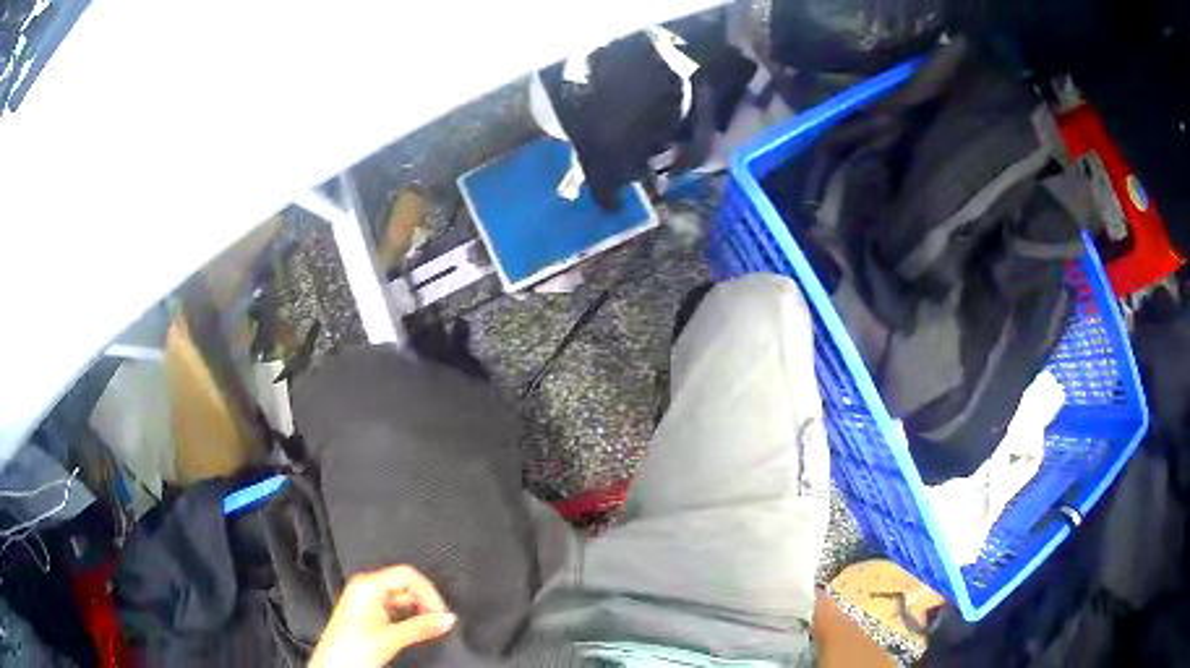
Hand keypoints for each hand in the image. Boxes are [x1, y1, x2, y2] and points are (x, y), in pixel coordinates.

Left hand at [310, 565, 455, 667]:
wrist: (333, 666)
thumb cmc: (356, 648)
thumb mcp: (392, 637)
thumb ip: (422, 626)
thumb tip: (450, 619)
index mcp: (368, 584)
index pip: (407, 575)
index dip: (428, 592)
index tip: (442, 614)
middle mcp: (366, 587)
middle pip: (404, 585)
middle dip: (424, 602)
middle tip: (439, 623)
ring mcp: (365, 600)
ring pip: (400, 598)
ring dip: (418, 611)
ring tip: (431, 629)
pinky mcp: (367, 614)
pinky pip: (394, 609)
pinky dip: (408, 617)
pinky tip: (417, 630)